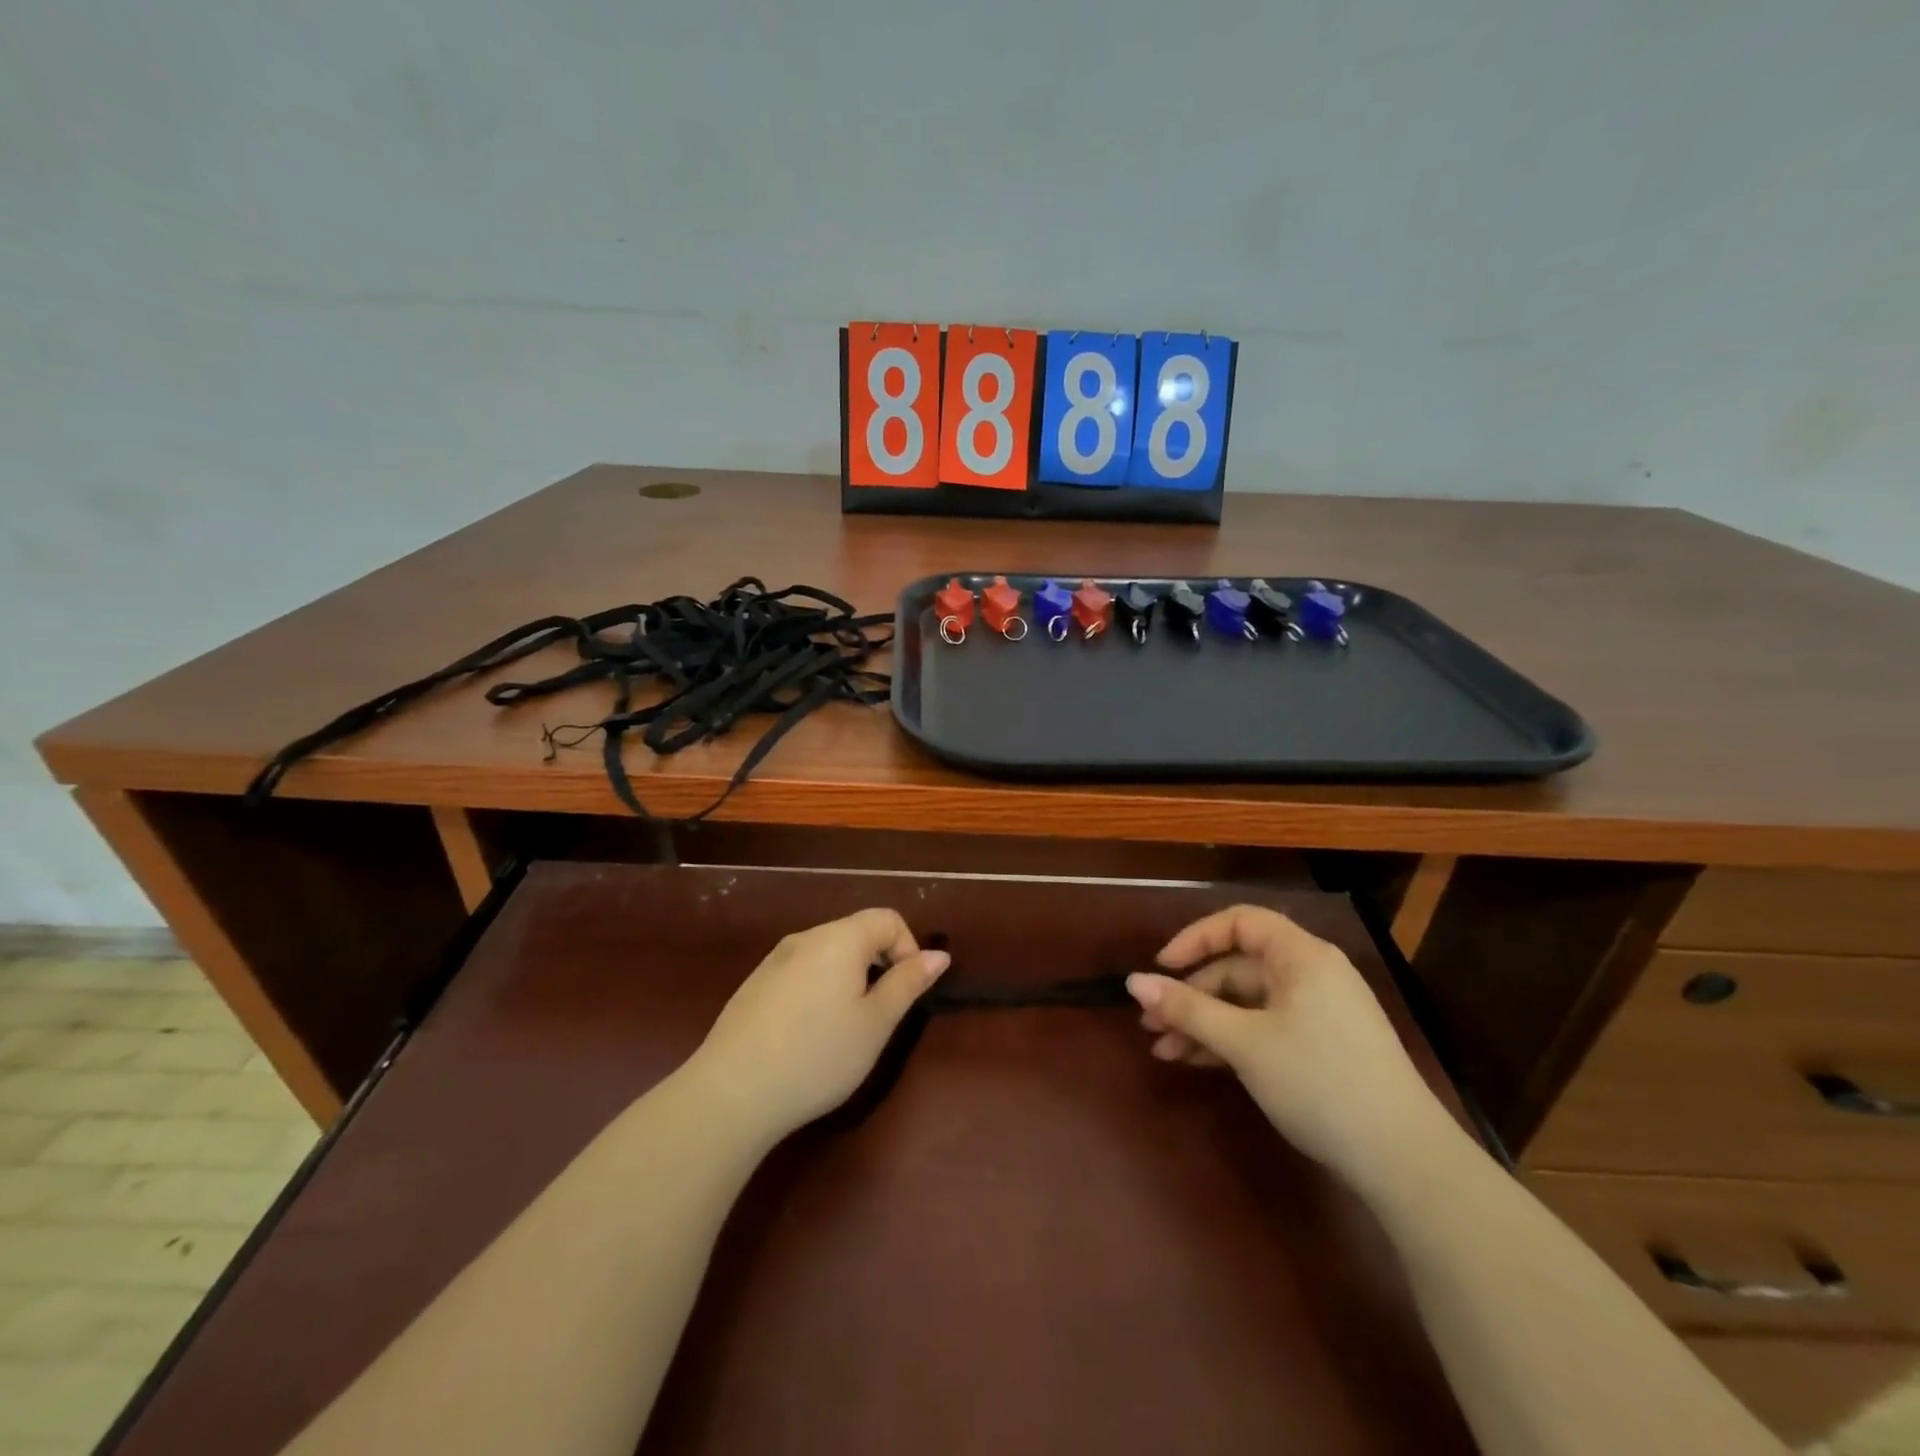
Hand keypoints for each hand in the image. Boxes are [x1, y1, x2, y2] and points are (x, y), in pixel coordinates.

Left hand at [688, 909, 949, 1143]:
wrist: (731, 1093)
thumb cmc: (817, 1056)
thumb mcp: (876, 1024)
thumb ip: (908, 983)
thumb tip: (939, 954)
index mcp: (839, 939)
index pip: (887, 919)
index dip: (908, 948)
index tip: (905, 991)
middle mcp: (805, 938)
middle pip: (856, 933)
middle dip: (877, 965)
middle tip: (877, 1016)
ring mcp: (774, 960)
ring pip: (827, 954)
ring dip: (847, 979)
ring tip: (843, 1029)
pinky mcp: (753, 985)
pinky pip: (800, 972)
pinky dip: (817, 990)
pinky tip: (806, 1035)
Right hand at [1126, 905, 1445, 1183]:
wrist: (1404, 1160)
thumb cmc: (1319, 1082)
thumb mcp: (1244, 1043)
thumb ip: (1187, 1009)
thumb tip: (1134, 982)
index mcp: (1301, 957)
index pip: (1239, 923)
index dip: (1195, 939)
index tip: (1161, 968)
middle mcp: (1311, 975)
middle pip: (1238, 968)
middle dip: (1191, 994)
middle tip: (1151, 1024)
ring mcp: (1319, 1013)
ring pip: (1247, 1003)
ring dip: (1204, 1023)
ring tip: (1165, 1051)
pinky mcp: (1322, 1047)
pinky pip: (1264, 1028)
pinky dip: (1231, 1041)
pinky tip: (1198, 1063)